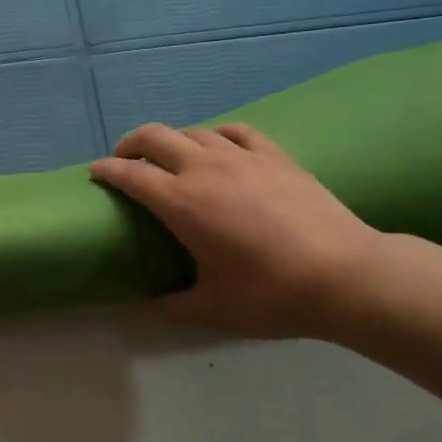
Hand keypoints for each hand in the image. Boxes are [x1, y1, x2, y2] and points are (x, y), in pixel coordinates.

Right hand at [91, 123, 383, 339]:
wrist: (346, 275)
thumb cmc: (272, 294)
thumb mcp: (215, 310)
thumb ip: (176, 305)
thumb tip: (156, 301)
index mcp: (181, 203)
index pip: (130, 174)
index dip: (107, 170)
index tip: (95, 172)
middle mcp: (204, 169)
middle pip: (155, 136)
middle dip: (131, 142)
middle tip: (125, 158)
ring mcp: (242, 157)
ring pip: (194, 131)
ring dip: (172, 139)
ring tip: (169, 155)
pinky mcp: (274, 155)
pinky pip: (235, 132)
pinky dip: (216, 135)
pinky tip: (218, 145)